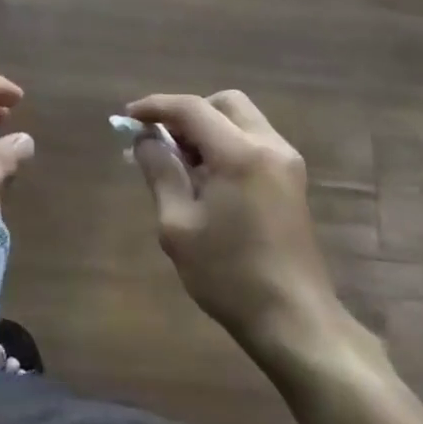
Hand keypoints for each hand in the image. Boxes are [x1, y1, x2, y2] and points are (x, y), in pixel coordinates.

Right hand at [128, 90, 356, 365]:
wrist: (294, 320)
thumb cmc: (229, 275)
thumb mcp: (178, 225)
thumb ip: (160, 172)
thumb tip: (145, 139)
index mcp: (240, 154)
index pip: (192, 108)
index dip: (156, 107)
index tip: (128, 117)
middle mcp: (269, 146)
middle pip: (224, 103)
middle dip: (188, 113)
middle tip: (162, 142)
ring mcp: (287, 163)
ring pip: (241, 120)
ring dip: (208, 129)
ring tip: (181, 165)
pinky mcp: (293, 181)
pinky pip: (254, 142)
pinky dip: (227, 145)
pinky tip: (208, 180)